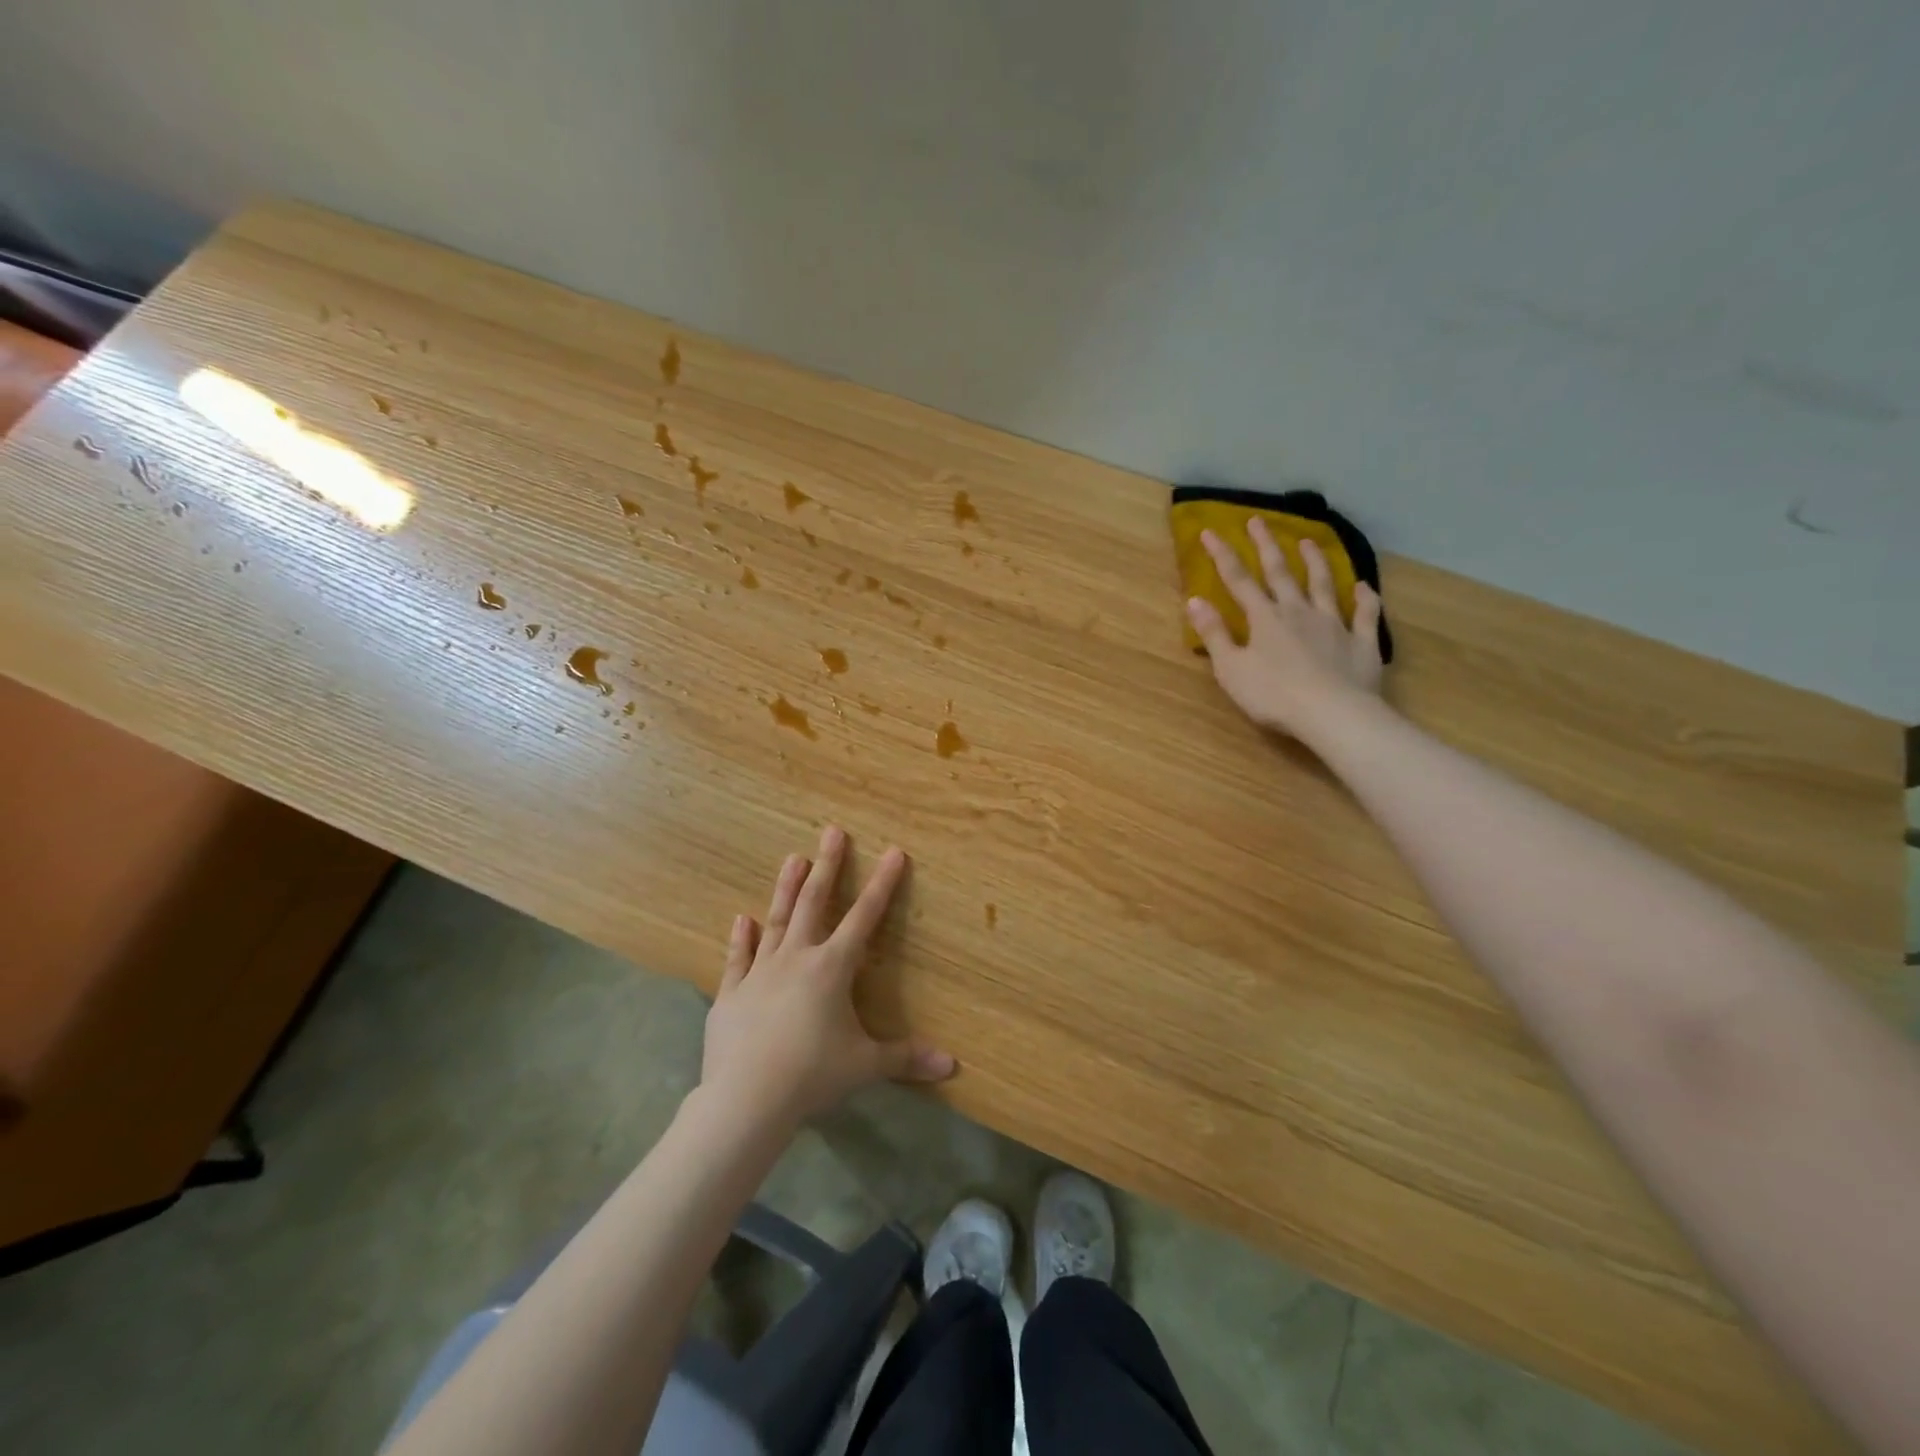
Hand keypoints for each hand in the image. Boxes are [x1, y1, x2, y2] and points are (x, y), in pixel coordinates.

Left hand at [701, 826, 955, 1127]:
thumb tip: (952, 1065)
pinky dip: (741, 938)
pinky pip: (738, 959)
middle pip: (814, 902)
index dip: (883, 884)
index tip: (893, 851)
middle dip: (827, 866)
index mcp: (832, 967)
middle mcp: (797, 958)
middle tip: (832, 832)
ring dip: (785, 888)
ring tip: (793, 857)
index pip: (865, 917)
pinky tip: (741, 918)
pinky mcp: (731, 993)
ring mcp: (760, 972)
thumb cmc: (812, 1075)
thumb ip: (906, 1058)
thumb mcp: (865, 1066)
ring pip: (776, 920)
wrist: (746, 1099)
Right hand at [1185, 520, 1386, 742]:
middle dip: (1266, 546)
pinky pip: (1366, 615)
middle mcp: (1299, 612)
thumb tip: (1194, 600)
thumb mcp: (1231, 668)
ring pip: (1324, 585)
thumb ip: (1214, 634)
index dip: (1223, 555)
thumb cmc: (1273, 695)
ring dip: (1315, 562)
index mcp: (1264, 618)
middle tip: (1258, 521)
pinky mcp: (1362, 642)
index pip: (1238, 580)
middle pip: (1280, 573)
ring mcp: (1334, 624)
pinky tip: (1365, 587)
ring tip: (1309, 541)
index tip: (1211, 532)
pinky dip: (1366, 599)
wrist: (1332, 713)